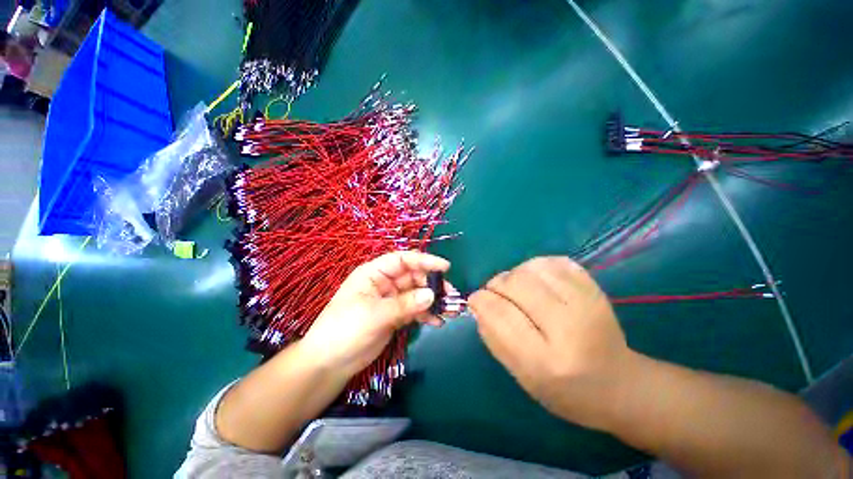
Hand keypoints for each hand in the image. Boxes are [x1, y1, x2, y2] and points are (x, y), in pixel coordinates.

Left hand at [300, 251, 450, 378]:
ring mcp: (390, 300)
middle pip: (413, 277)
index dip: (425, 261)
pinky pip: (414, 310)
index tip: (445, 267)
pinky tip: (437, 322)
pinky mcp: (394, 316)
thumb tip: (432, 295)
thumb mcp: (375, 315)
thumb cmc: (345, 330)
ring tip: (450, 310)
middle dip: (432, 284)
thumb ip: (405, 304)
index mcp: (374, 273)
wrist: (329, 364)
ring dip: (433, 300)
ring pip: (416, 294)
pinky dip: (426, 314)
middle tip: (451, 295)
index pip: (403, 260)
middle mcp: (384, 283)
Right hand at [469, 256, 630, 427]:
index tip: (475, 299)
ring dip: (515, 275)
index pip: (500, 314)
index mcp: (546, 361)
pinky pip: (553, 261)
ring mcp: (586, 302)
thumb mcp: (521, 375)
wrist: (618, 383)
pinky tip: (537, 281)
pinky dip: (536, 267)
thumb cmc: (564, 389)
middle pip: (516, 284)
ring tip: (517, 289)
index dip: (481, 300)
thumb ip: (493, 337)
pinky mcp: (595, 288)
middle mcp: (569, 327)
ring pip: (532, 268)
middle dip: (496, 285)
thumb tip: (477, 303)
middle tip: (496, 294)